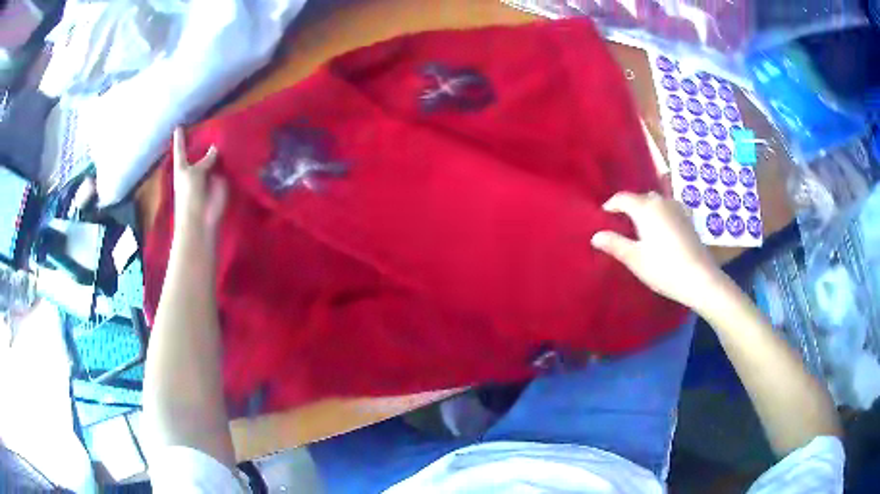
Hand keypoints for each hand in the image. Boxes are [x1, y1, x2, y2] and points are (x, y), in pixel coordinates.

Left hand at [172, 127, 226, 238]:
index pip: (181, 150)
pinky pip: (225, 169)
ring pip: (214, 159)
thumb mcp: (195, 173)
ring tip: (226, 131)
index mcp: (183, 167)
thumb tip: (215, 148)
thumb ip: (206, 159)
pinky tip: (235, 147)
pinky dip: (229, 161)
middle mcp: (195, 170)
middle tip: (212, 124)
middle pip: (199, 152)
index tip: (179, 126)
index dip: (180, 139)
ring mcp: (208, 176)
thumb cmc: (190, 196)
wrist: (201, 220)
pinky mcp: (221, 183)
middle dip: (204, 141)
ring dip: (219, 150)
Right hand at [591, 191, 722, 310]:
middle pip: (640, 198)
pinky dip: (660, 213)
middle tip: (620, 224)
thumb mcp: (635, 259)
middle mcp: (661, 201)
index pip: (622, 198)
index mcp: (645, 208)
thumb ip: (615, 244)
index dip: (610, 205)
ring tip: (640, 226)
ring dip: (645, 210)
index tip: (603, 216)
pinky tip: (661, 227)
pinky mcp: (688, 218)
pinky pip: (668, 208)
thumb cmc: (664, 268)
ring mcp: (677, 208)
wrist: (700, 278)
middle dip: (629, 207)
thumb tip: (595, 236)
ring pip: (655, 202)